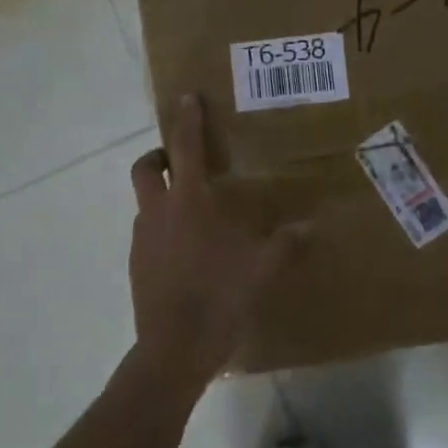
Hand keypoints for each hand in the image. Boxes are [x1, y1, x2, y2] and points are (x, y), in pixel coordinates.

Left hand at [127, 95, 305, 388]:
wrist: (173, 350)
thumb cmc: (219, 295)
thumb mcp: (262, 267)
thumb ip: (286, 242)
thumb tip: (310, 227)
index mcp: (188, 202)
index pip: (185, 148)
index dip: (186, 120)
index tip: (186, 97)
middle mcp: (158, 212)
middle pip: (145, 168)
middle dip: (159, 155)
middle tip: (183, 159)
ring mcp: (143, 240)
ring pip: (145, 202)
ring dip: (163, 194)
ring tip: (196, 210)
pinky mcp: (138, 265)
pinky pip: (149, 232)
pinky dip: (164, 227)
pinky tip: (190, 249)